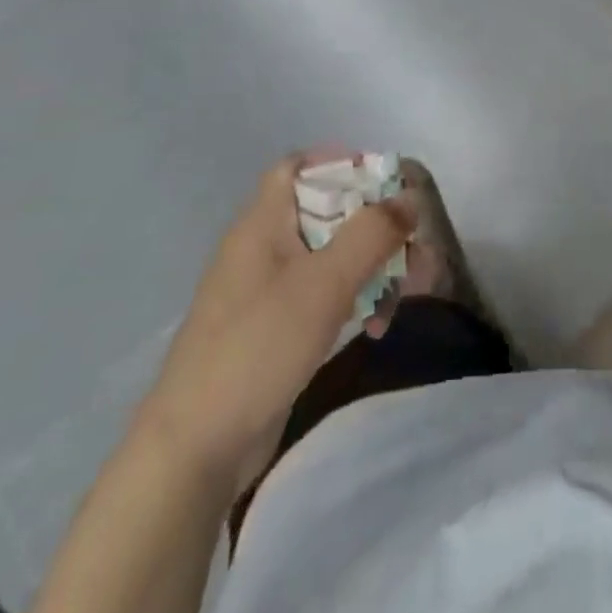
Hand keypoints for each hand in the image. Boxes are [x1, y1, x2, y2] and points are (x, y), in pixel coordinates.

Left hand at [141, 152, 413, 488]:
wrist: (196, 449)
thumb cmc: (259, 346)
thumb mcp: (324, 283)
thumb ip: (371, 233)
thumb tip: (408, 199)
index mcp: (263, 222)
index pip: (299, 166)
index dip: (342, 163)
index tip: (387, 184)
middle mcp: (264, 246)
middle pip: (327, 212)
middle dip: (376, 226)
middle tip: (415, 247)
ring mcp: (267, 290)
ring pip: (331, 256)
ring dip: (372, 266)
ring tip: (410, 292)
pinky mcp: (275, 329)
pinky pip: (322, 295)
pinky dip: (353, 299)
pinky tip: (377, 326)